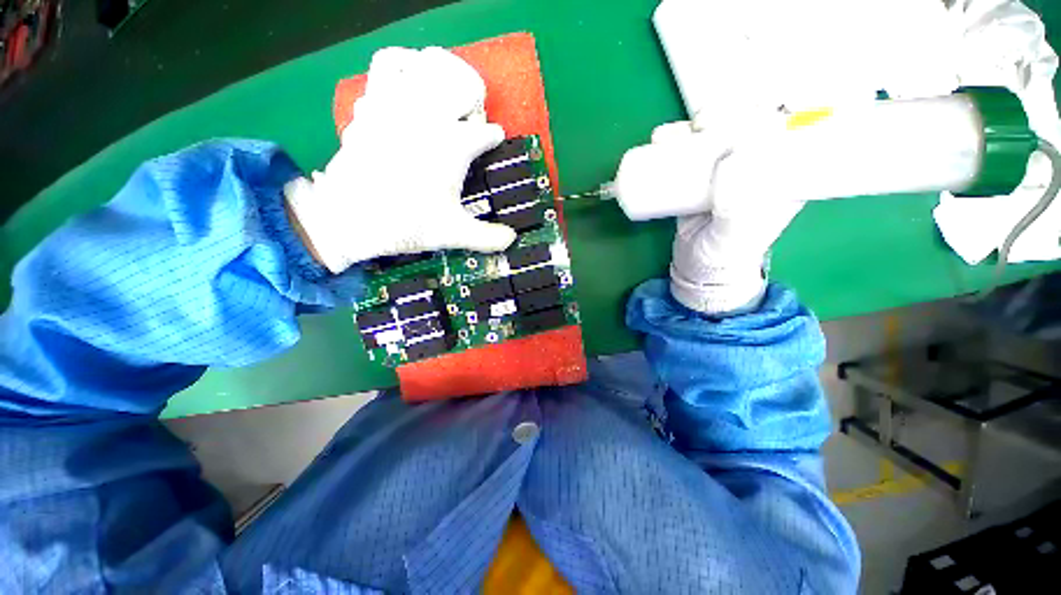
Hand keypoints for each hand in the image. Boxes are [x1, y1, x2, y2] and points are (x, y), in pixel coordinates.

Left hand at [285, 47, 516, 273]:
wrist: (349, 218)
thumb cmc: (408, 223)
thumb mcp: (454, 234)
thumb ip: (488, 238)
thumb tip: (512, 239)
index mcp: (454, 145)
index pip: (486, 133)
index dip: (493, 138)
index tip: (494, 142)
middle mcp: (428, 116)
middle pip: (460, 85)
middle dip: (471, 99)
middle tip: (470, 118)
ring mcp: (395, 105)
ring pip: (419, 65)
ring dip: (433, 72)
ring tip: (438, 89)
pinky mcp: (369, 106)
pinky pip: (384, 70)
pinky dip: (398, 71)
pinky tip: (402, 90)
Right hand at [651, 121, 804, 313]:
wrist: (698, 269)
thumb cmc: (725, 256)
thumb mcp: (735, 237)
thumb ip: (738, 208)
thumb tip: (731, 158)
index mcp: (779, 177)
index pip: (785, 131)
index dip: (767, 113)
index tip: (743, 116)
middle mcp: (753, 166)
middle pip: (746, 124)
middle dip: (725, 113)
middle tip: (700, 124)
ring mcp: (723, 171)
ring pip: (714, 134)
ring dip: (693, 125)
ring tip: (670, 136)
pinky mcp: (696, 179)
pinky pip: (688, 154)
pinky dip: (674, 142)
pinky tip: (661, 140)